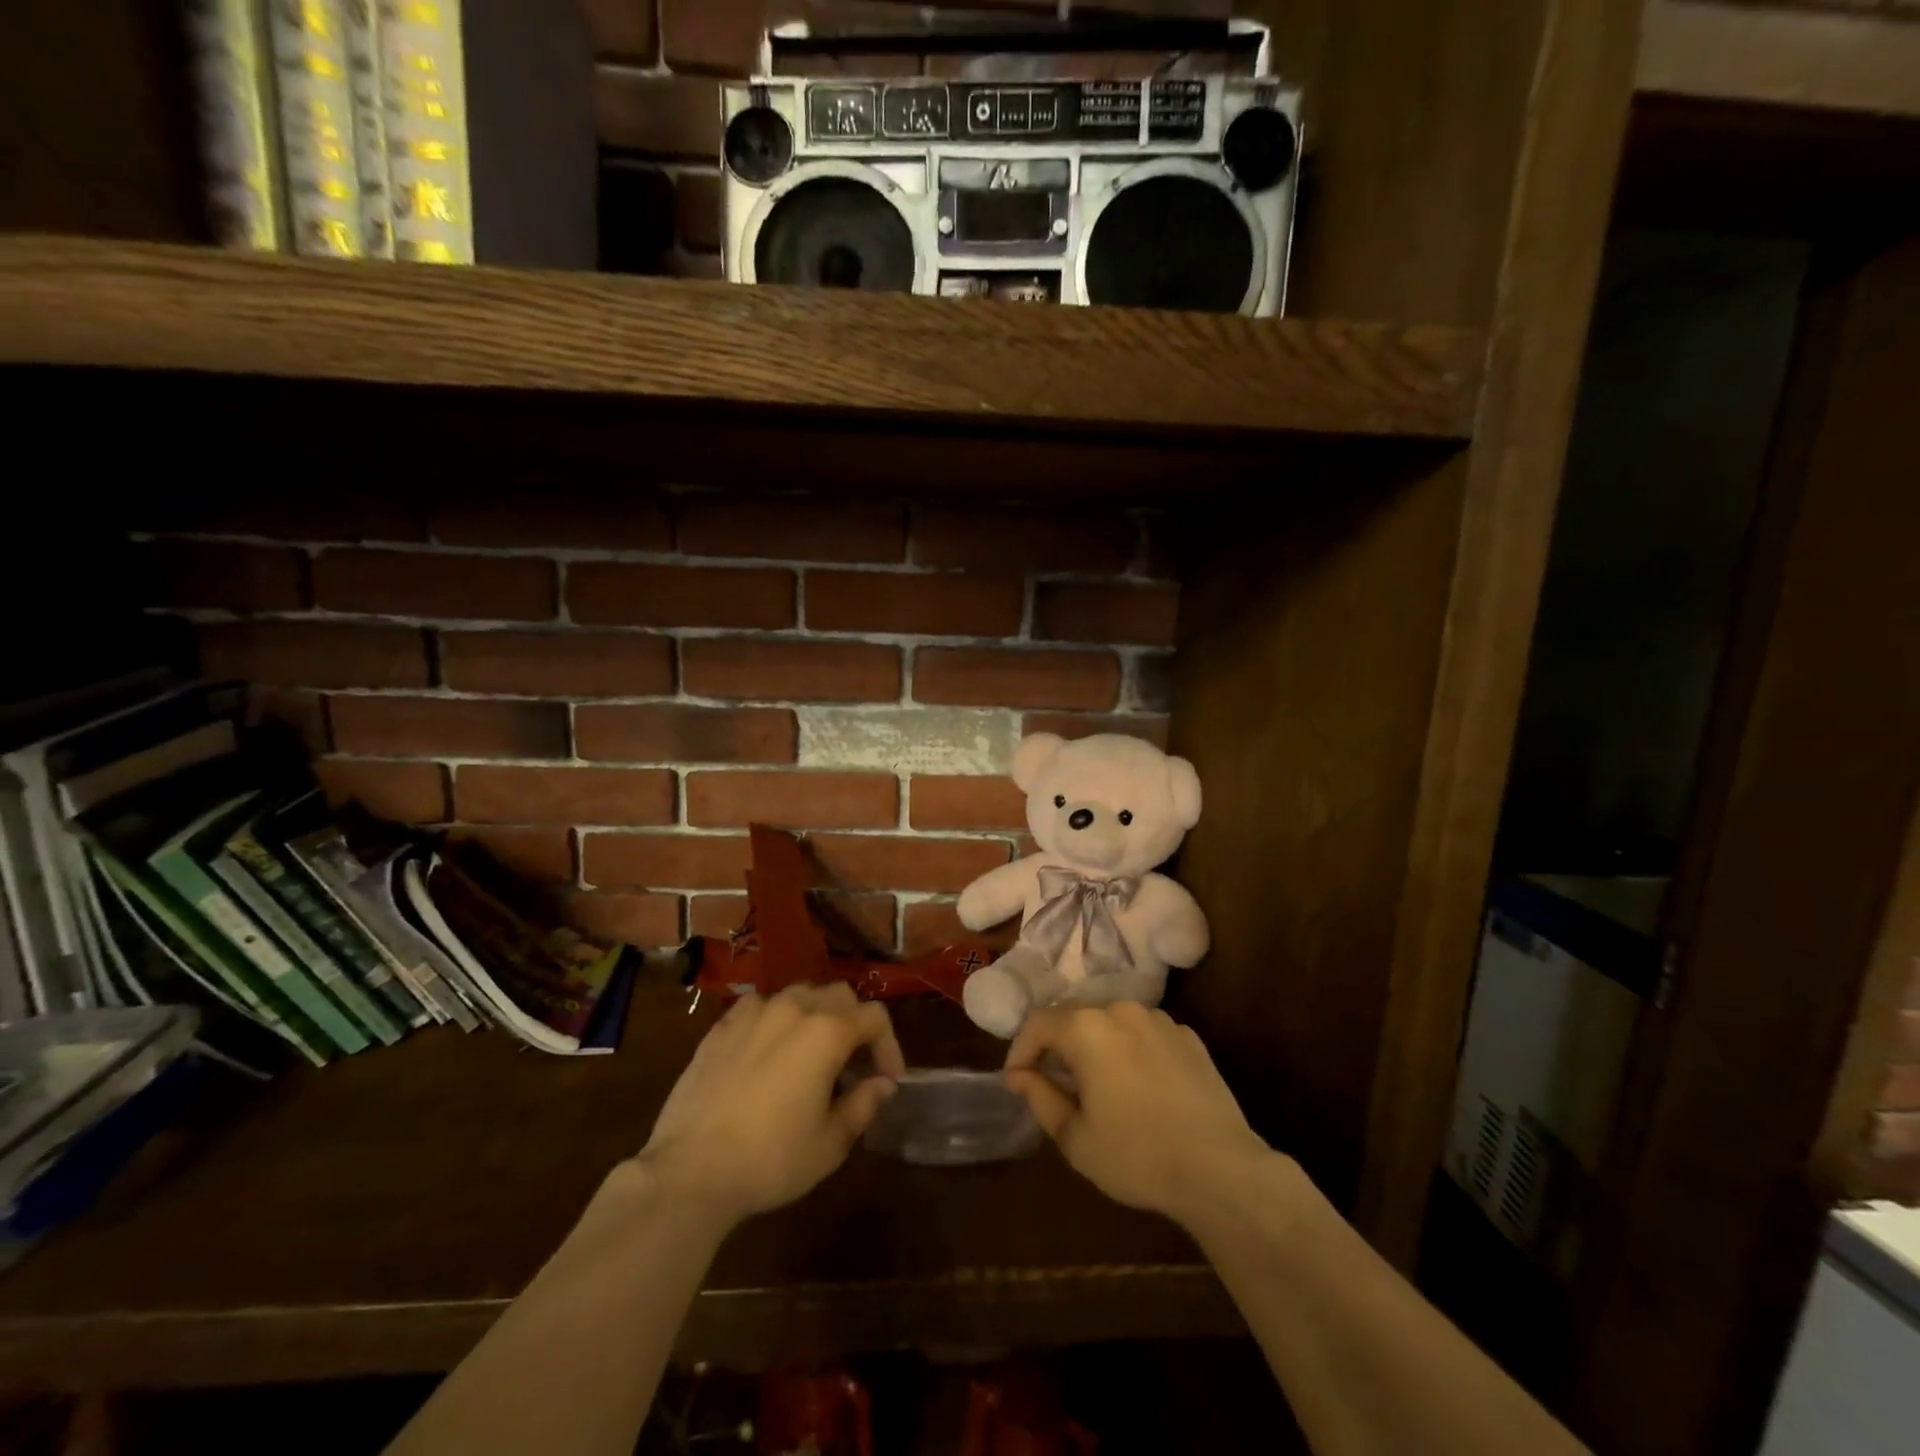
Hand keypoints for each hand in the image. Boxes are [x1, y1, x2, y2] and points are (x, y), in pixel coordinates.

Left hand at [635, 984, 905, 1225]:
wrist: (690, 1171)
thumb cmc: (770, 1159)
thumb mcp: (830, 1143)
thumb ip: (863, 1105)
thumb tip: (882, 1084)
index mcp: (827, 1032)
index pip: (874, 1018)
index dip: (889, 1045)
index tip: (887, 1079)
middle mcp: (793, 1008)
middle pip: (839, 996)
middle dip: (855, 1023)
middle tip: (853, 1064)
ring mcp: (753, 1012)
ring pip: (799, 995)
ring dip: (816, 1016)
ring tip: (811, 1053)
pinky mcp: (721, 1026)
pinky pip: (760, 1007)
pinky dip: (776, 1020)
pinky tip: (769, 1050)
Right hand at [1004, 1002, 1272, 1228]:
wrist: (1221, 1169)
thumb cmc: (1138, 1156)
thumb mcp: (1075, 1138)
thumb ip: (1039, 1097)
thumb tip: (1018, 1074)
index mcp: (1086, 1028)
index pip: (1037, 1023)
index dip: (1020, 1050)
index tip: (1017, 1081)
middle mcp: (1120, 1009)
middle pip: (1073, 1016)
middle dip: (1056, 1045)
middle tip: (1051, 1082)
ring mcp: (1159, 1019)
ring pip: (1110, 1022)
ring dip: (1094, 1044)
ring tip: (1095, 1083)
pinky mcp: (1188, 1035)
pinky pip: (1143, 1033)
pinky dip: (1129, 1049)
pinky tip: (1137, 1085)